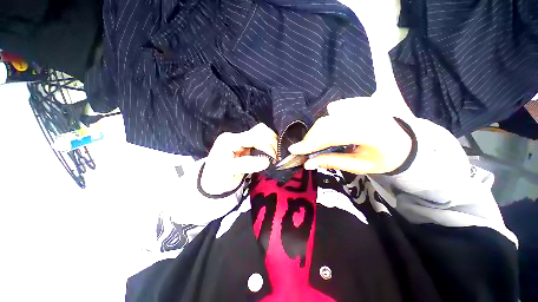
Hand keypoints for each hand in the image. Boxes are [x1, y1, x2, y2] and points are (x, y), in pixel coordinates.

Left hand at [201, 123, 276, 194]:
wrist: (213, 182)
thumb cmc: (218, 177)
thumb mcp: (229, 172)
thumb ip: (247, 165)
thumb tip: (267, 161)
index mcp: (230, 140)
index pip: (253, 137)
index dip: (267, 145)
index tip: (275, 157)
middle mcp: (236, 136)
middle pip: (260, 131)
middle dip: (272, 142)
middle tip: (278, 156)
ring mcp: (242, 139)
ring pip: (262, 133)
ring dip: (272, 142)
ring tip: (276, 155)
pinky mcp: (247, 144)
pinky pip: (262, 140)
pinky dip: (270, 145)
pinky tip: (273, 152)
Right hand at [288, 98, 411, 174]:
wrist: (402, 140)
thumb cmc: (383, 157)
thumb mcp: (359, 166)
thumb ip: (332, 162)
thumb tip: (307, 163)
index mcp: (373, 132)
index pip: (333, 134)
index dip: (311, 142)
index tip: (294, 150)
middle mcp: (367, 113)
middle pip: (327, 123)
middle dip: (310, 138)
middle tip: (301, 149)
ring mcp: (364, 103)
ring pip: (327, 116)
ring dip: (317, 131)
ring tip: (315, 144)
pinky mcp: (359, 100)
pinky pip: (333, 109)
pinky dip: (326, 122)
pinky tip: (330, 131)